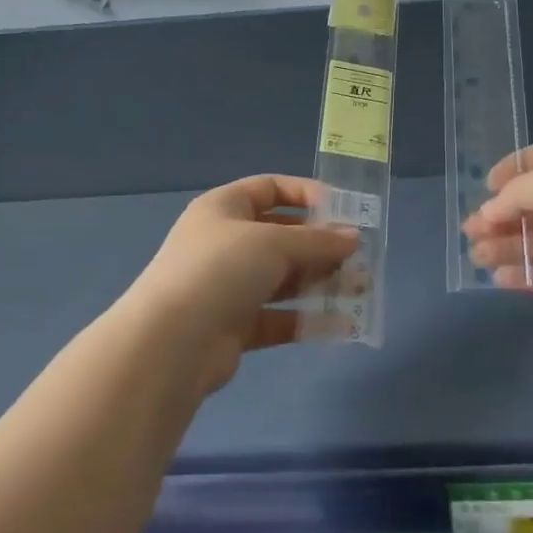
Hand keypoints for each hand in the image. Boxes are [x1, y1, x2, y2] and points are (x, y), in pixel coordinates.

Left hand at [121, 175, 358, 390]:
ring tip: (361, 287)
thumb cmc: (220, 270)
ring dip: (321, 281)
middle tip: (360, 255)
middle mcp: (225, 243)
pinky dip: (308, 319)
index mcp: (224, 208)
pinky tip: (342, 324)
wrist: (171, 343)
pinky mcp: (235, 327)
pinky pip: (279, 317)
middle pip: (281, 236)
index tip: (342, 210)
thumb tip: (353, 237)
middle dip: (321, 244)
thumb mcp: (273, 243)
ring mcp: (228, 286)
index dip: (306, 194)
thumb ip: (317, 241)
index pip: (270, 189)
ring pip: (283, 279)